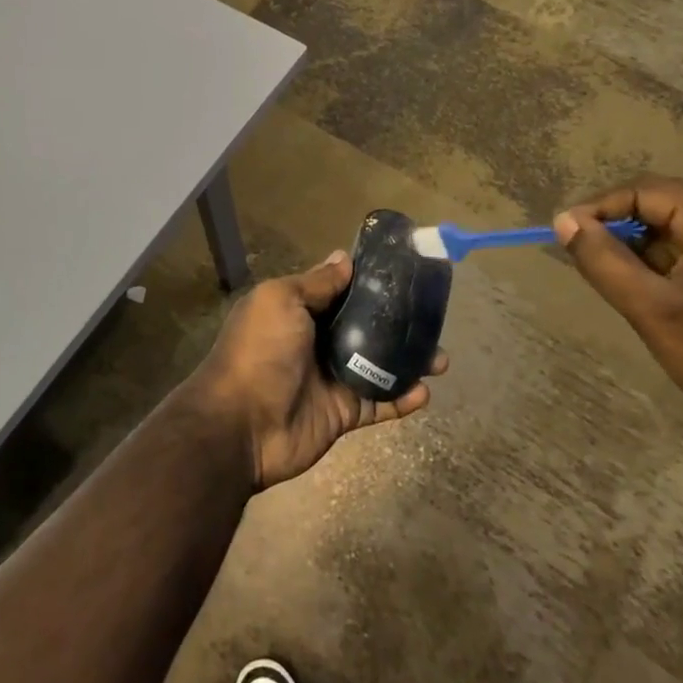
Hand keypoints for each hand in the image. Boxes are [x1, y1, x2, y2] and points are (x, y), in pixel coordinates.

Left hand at [190, 251, 446, 490]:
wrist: (241, 425)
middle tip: (432, 317)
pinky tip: (426, 391)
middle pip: (365, 327)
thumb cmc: (260, 351)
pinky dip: (402, 399)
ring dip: (409, 361)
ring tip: (441, 359)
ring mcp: (330, 379)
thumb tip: (344, 258)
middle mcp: (315, 341)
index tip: (404, 273)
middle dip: (397, 323)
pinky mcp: (342, 413)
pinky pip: (378, 403)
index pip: (339, 291)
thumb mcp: (281, 301)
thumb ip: (316, 283)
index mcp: (298, 311)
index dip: (368, 282)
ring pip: (378, 365)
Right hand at [554, 177, 682, 466]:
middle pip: (668, 207)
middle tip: (588, 259)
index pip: (649, 191)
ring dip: (645, 250)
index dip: (602, 207)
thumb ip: (602, 259)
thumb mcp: (650, 309)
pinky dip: (671, 265)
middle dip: (623, 229)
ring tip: (618, 281)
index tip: (568, 232)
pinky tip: (654, 295)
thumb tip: (564, 221)